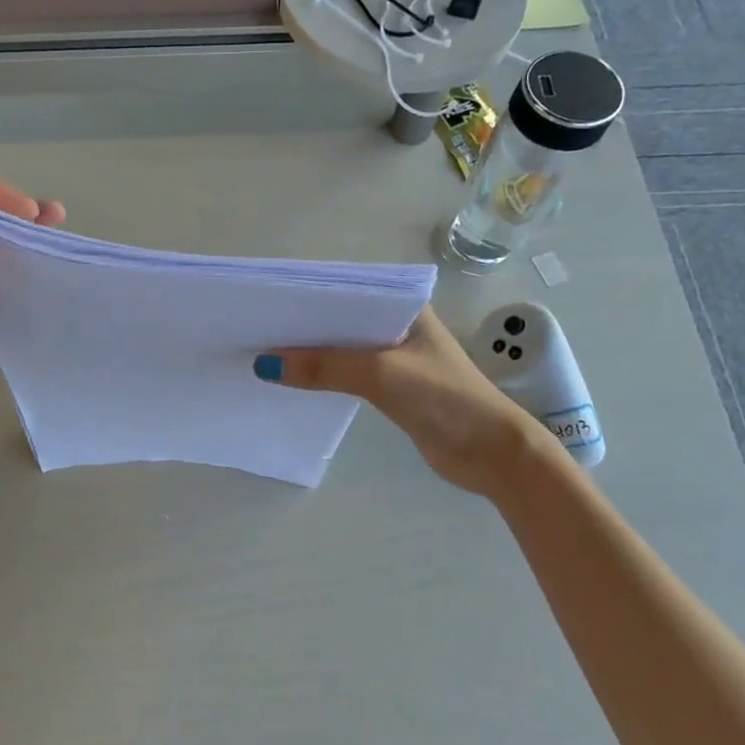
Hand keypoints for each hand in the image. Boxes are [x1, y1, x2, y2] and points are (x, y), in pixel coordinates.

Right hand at [254, 307, 551, 501]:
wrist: (489, 452)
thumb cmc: (443, 398)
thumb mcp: (380, 374)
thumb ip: (324, 366)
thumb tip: (264, 365)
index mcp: (404, 307)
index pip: (347, 292)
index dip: (307, 297)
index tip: (266, 303)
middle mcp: (397, 326)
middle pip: (340, 321)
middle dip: (302, 327)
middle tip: (255, 330)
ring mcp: (394, 358)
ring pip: (341, 349)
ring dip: (309, 354)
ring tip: (263, 354)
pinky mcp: (390, 389)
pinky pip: (346, 375)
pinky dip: (322, 377)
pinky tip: (292, 381)